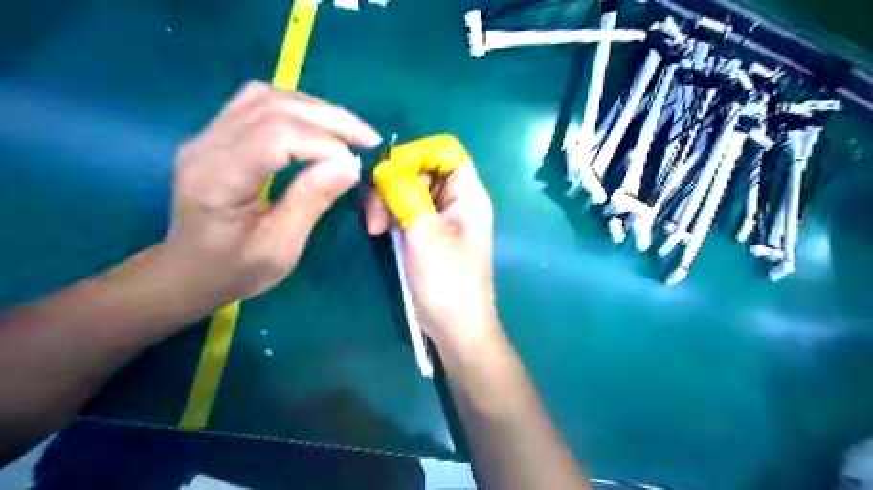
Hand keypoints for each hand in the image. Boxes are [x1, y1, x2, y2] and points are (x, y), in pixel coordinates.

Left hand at [164, 83, 382, 307]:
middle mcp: (206, 145)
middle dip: (330, 118)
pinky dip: (298, 110)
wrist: (188, 273)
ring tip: (349, 131)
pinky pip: (260, 104)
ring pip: (266, 97)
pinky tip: (319, 127)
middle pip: (273, 106)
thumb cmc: (234, 270)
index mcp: (218, 178)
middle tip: (369, 139)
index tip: (357, 167)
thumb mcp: (279, 248)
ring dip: (315, 109)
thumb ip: (310, 202)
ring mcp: (208, 136)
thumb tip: (349, 165)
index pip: (276, 135)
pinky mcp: (218, 136)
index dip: (324, 144)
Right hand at [362, 163, 497, 358]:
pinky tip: (378, 232)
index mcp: (467, 194)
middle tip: (376, 214)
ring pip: (407, 189)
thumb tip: (387, 167)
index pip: (444, 150)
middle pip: (420, 168)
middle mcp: (455, 199)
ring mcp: (438, 216)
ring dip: (386, 201)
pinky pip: (404, 208)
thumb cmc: (447, 280)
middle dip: (393, 183)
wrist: (454, 325)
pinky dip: (389, 215)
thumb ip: (406, 193)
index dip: (416, 154)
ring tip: (375, 229)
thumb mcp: (425, 233)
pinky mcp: (425, 231)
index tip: (391, 174)